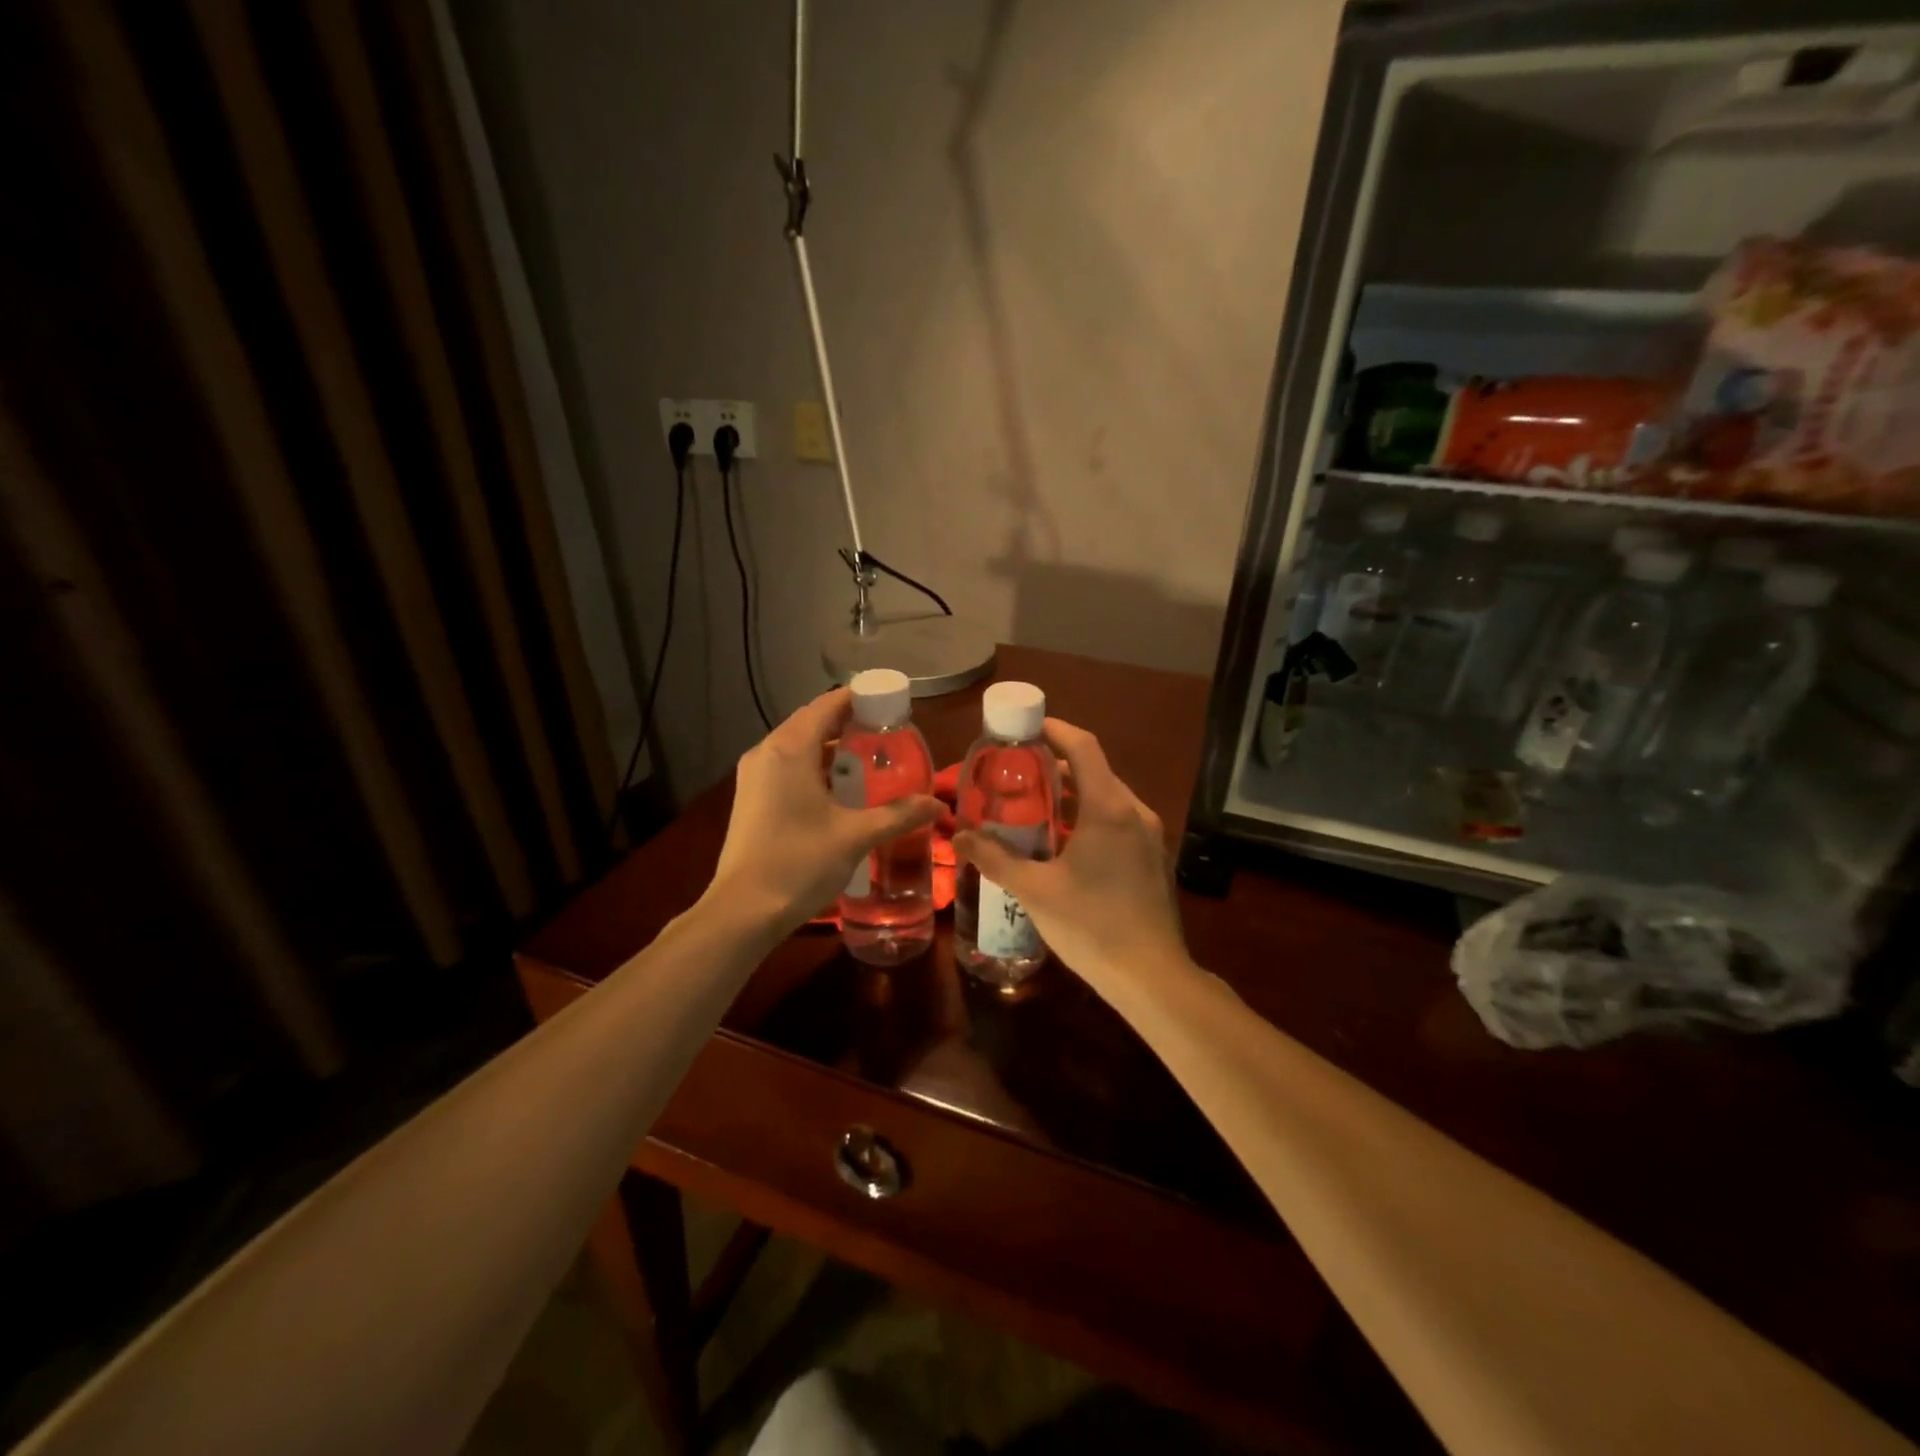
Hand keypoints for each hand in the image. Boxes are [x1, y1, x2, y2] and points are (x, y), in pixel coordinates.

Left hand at [706, 689, 941, 932]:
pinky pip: (787, 766)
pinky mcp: (751, 798)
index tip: (891, 705)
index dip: (859, 699)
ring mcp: (754, 776)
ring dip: (831, 748)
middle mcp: (767, 752)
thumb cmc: (799, 863)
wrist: (743, 911)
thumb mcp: (855, 836)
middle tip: (887, 735)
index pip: (827, 705)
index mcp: (789, 749)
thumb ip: (899, 815)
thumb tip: (937, 804)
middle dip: (848, 723)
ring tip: (869, 760)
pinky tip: (839, 790)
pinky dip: (814, 767)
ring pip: (798, 746)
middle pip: (811, 722)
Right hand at [954, 718, 1186, 987]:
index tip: (1025, 727)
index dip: (1055, 730)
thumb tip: (958, 839)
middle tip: (1017, 773)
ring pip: (1108, 798)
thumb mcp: (1035, 890)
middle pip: (1095, 771)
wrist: (1152, 977)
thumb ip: (995, 859)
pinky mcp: (1153, 859)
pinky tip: (1064, 844)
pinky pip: (1119, 821)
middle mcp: (1135, 812)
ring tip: (1035, 807)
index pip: (1083, 747)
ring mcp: (1149, 837)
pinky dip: (1090, 817)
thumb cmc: (1092, 925)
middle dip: (1056, 766)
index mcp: (1109, 808)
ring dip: (1073, 794)